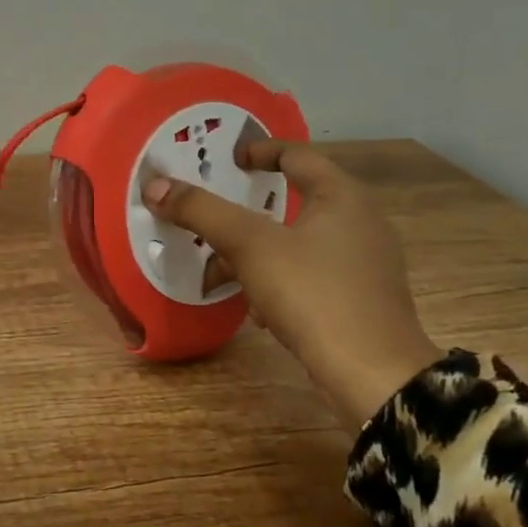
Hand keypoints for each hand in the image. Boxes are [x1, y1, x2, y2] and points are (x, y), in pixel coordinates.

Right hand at [143, 142, 440, 430]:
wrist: (372, 376)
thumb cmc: (313, 293)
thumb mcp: (250, 246)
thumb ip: (202, 212)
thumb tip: (155, 185)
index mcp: (343, 197)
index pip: (298, 155)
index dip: (261, 151)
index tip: (230, 159)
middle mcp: (361, 223)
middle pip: (294, 203)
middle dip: (247, 216)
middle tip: (213, 220)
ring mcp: (366, 265)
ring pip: (298, 245)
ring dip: (257, 255)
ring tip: (222, 275)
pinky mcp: (362, 301)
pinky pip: (311, 277)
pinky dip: (280, 283)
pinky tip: (258, 311)